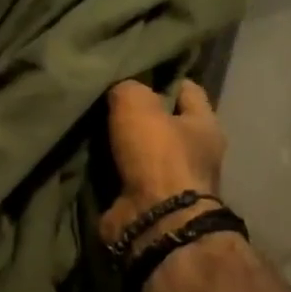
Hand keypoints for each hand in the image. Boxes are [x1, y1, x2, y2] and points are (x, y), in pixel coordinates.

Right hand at [100, 78, 226, 248]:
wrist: (152, 220)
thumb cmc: (157, 155)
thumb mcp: (137, 104)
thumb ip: (127, 88)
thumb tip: (117, 90)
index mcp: (204, 125)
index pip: (187, 89)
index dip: (162, 78)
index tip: (133, 71)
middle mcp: (194, 153)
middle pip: (162, 123)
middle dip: (136, 114)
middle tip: (102, 99)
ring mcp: (170, 182)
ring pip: (140, 151)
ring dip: (118, 144)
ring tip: (88, 127)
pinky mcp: (145, 202)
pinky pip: (122, 176)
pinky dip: (107, 169)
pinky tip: (85, 156)